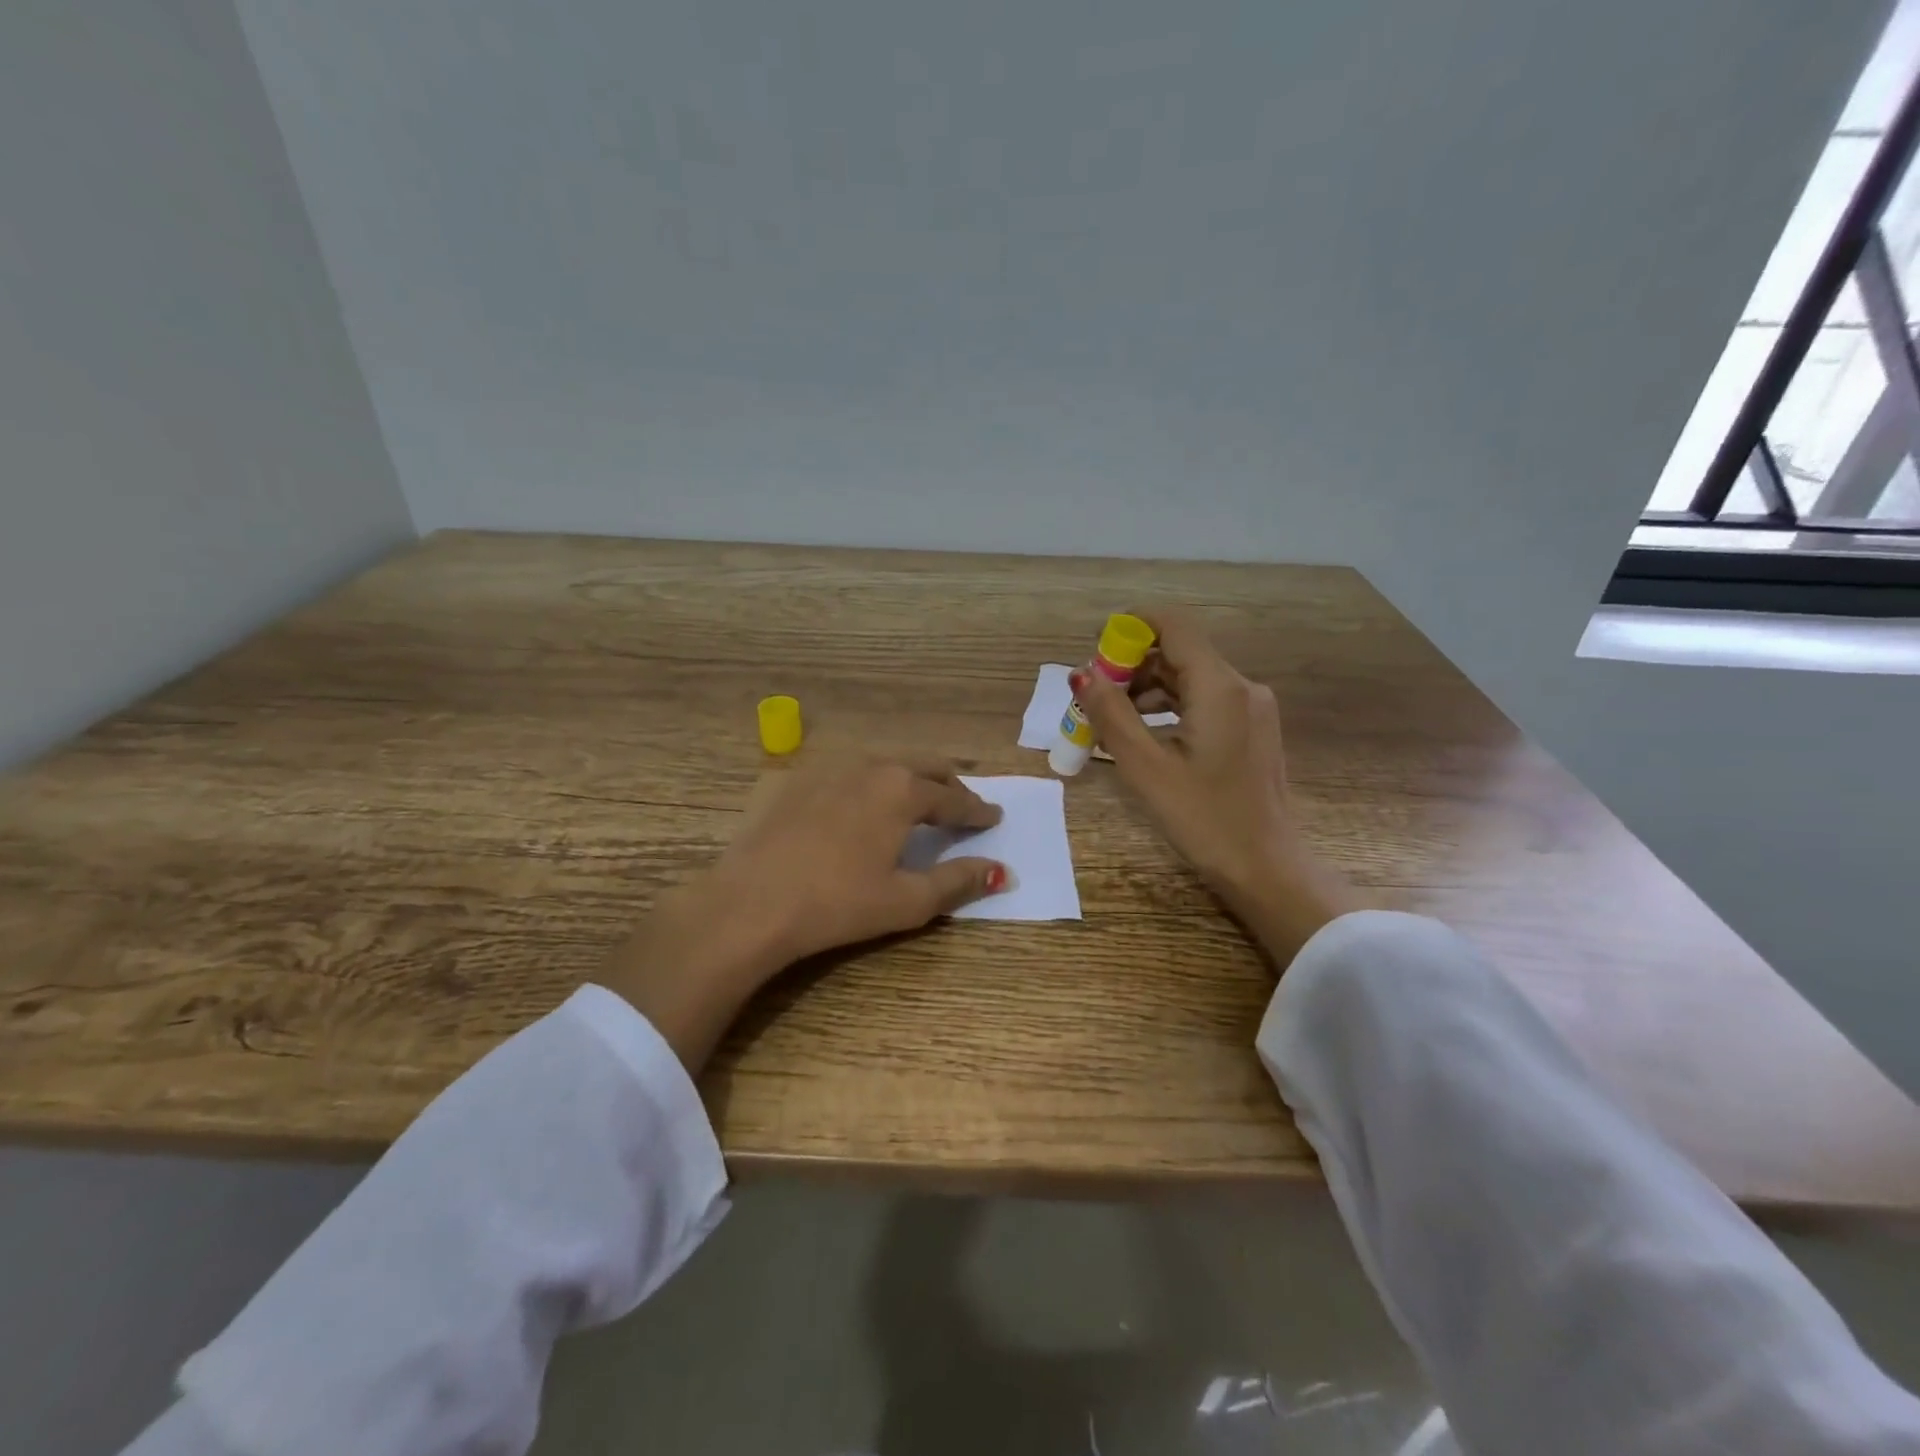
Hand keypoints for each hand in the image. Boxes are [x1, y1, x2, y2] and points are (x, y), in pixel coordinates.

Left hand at [596, 756, 1007, 1070]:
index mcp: (903, 790)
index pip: (954, 797)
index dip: (978, 810)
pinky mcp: (794, 779)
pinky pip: (845, 770)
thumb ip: (958, 882)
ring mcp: (828, 767)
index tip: (994, 817)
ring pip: (883, 762)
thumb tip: (1002, 872)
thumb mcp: (906, 901)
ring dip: (908, 776)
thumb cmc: (837, 904)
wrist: (750, 904)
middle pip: (923, 765)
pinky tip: (859, 802)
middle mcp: (870, 766)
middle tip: (962, 803)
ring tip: (915, 798)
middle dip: (948, 782)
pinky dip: (867, 781)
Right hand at [1073, 609, 1361, 967]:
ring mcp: (1252, 708)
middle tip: (1093, 698)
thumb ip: (1111, 715)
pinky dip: (1169, 708)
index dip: (1131, 626)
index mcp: (1219, 687)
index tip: (1095, 648)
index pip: (1173, 625)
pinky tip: (1144, 737)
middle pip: (1179, 652)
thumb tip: (1081, 674)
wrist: (1267, 869)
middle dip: (1132, 666)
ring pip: (1190, 678)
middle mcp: (1241, 686)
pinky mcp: (1251, 730)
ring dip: (1147, 690)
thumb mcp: (1146, 768)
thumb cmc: (1204, 819)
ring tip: (1110, 723)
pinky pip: (1203, 701)